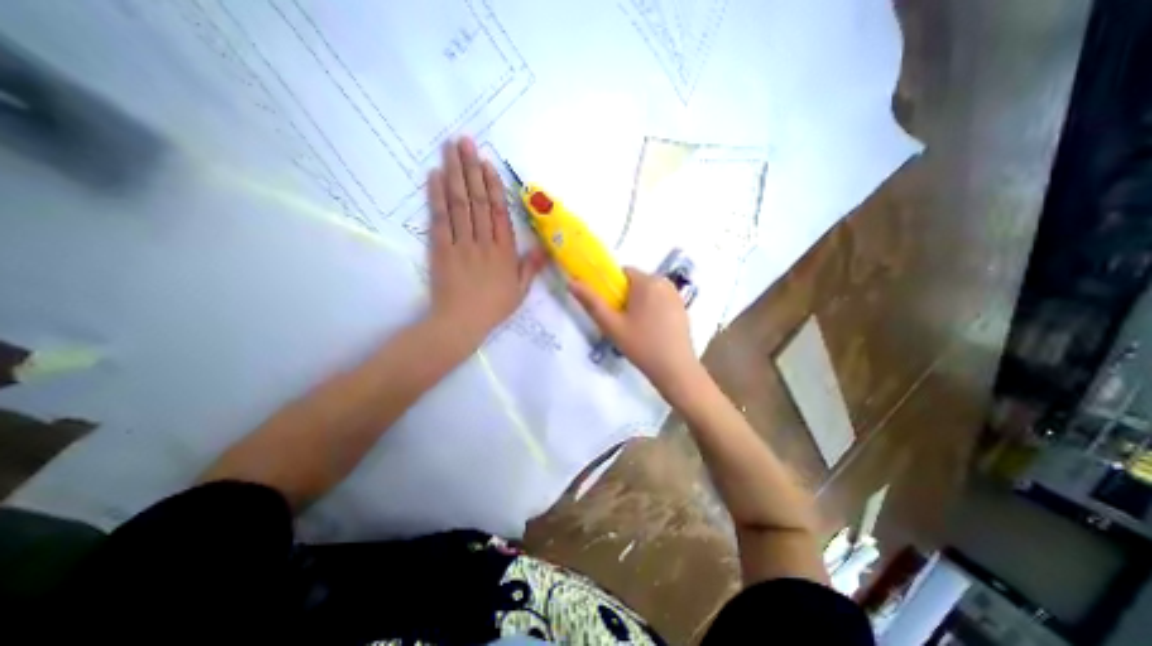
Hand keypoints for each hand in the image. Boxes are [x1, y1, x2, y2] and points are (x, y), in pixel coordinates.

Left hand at [424, 135, 544, 348]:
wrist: (461, 322)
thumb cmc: (493, 308)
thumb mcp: (520, 291)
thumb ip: (531, 268)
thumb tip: (544, 248)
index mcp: (504, 252)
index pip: (499, 212)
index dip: (493, 186)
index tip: (487, 164)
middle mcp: (483, 241)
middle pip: (478, 201)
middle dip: (471, 169)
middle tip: (465, 141)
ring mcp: (461, 243)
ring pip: (459, 204)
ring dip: (455, 174)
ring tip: (450, 149)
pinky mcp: (440, 248)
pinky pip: (440, 219)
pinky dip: (437, 196)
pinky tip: (434, 176)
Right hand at [567, 265, 702, 392]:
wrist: (676, 369)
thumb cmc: (642, 345)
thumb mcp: (612, 325)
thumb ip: (591, 302)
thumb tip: (572, 282)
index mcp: (647, 282)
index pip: (623, 272)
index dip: (613, 288)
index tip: (611, 308)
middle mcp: (664, 282)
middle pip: (636, 282)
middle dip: (626, 297)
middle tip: (622, 322)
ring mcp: (676, 295)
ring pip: (649, 292)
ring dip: (639, 303)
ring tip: (637, 328)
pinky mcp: (683, 308)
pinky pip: (661, 300)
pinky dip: (653, 309)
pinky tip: (652, 330)